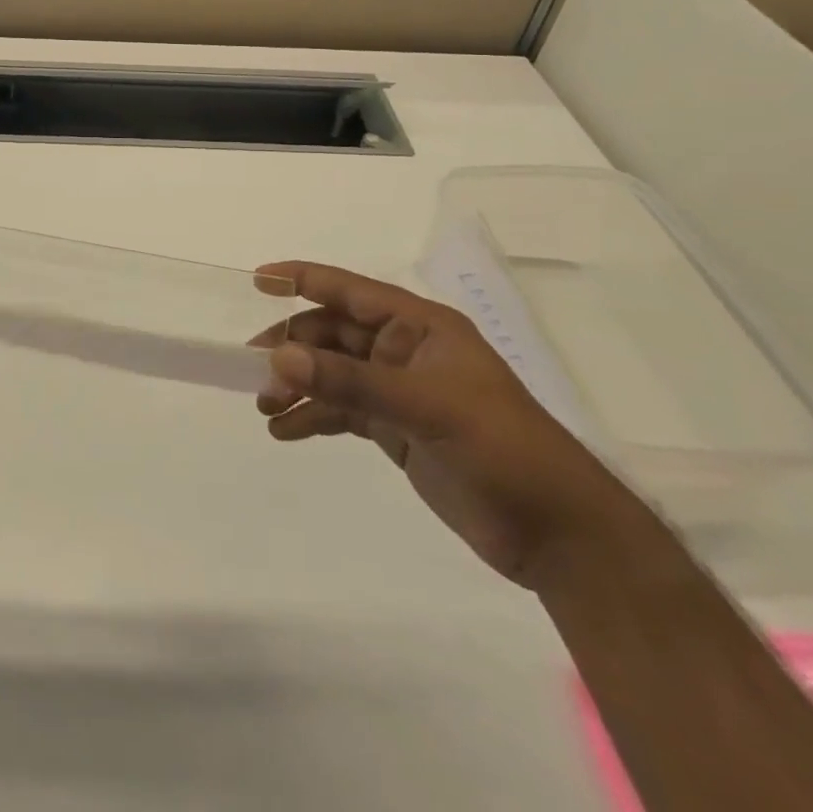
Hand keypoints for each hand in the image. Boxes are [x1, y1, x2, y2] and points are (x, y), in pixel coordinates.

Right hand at [252, 263, 651, 590]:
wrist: (559, 534)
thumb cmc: (501, 450)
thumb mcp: (425, 408)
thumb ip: (350, 382)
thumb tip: (280, 358)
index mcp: (420, 327)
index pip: (350, 291)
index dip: (303, 279)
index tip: (258, 279)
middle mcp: (404, 351)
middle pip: (332, 334)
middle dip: (292, 348)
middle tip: (253, 372)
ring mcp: (399, 391)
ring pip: (332, 374)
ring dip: (297, 385)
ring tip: (265, 408)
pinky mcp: (396, 429)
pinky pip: (342, 411)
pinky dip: (312, 418)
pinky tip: (286, 432)